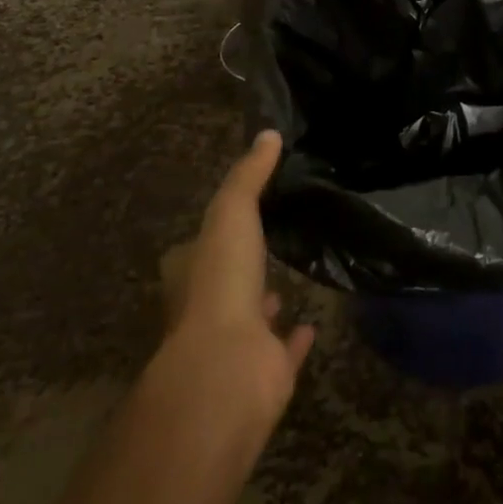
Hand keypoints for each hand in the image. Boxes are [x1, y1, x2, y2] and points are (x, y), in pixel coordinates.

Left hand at [160, 130, 315, 425]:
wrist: (228, 368)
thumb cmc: (221, 283)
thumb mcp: (232, 213)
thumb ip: (249, 176)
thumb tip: (269, 133)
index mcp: (190, 274)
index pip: (195, 248)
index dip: (214, 230)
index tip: (239, 211)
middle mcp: (205, 309)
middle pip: (222, 282)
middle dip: (240, 266)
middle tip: (267, 243)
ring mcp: (235, 343)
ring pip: (251, 317)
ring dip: (264, 302)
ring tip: (287, 280)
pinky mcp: (264, 370)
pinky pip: (282, 350)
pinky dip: (295, 339)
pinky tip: (312, 325)